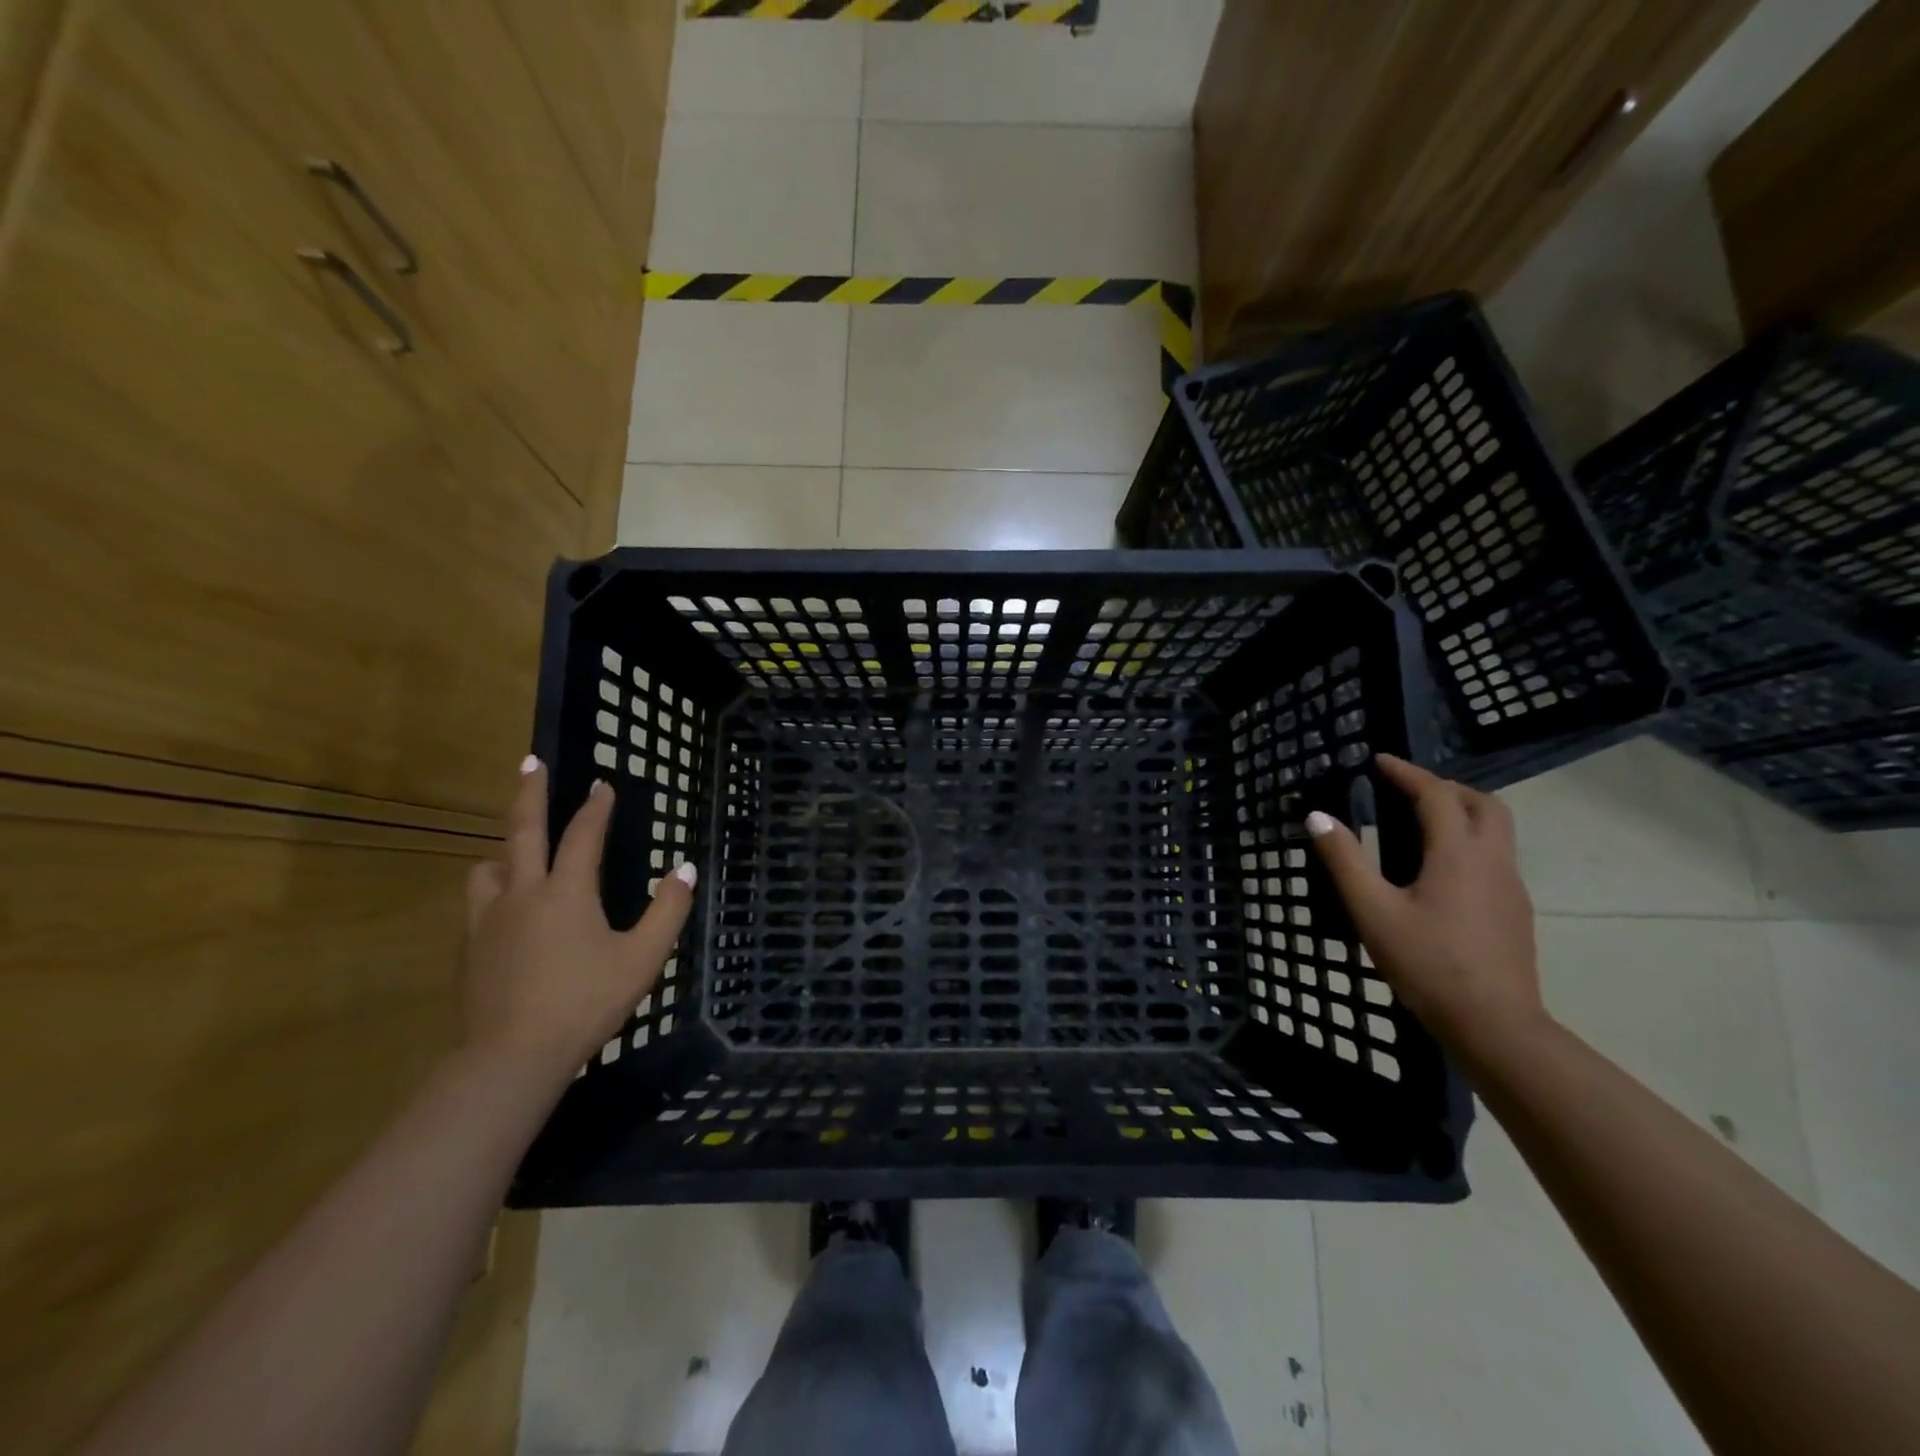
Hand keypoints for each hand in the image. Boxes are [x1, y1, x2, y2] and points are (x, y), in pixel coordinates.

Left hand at [461, 757, 694, 1083]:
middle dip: (529, 793)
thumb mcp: (643, 958)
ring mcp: (488, 920)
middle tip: (531, 763)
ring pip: (488, 868)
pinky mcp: (470, 948)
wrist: (512, 1057)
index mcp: (567, 892)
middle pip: (522, 831)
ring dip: (505, 852)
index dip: (596, 807)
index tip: (603, 784)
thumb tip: (683, 870)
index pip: (583, 835)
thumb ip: (667, 911)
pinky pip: (479, 904)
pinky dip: (495, 893)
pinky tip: (508, 914)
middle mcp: (522, 894)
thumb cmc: (586, 1002)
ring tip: (517, 855)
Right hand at [1306, 754, 1544, 1056]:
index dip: (1407, 773)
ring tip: (1419, 824)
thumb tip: (1317, 817)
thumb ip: (1344, 860)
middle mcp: (1492, 861)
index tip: (1378, 761)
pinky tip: (1439, 871)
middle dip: (1445, 787)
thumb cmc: (1427, 963)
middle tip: (1406, 790)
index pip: (1436, 795)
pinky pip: (1495, 857)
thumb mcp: (1372, 910)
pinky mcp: (1515, 911)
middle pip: (1483, 803)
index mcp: (1457, 854)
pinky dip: (1468, 842)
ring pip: (1496, 830)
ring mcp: (1511, 887)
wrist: (1495, 1025)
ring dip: (1461, 813)